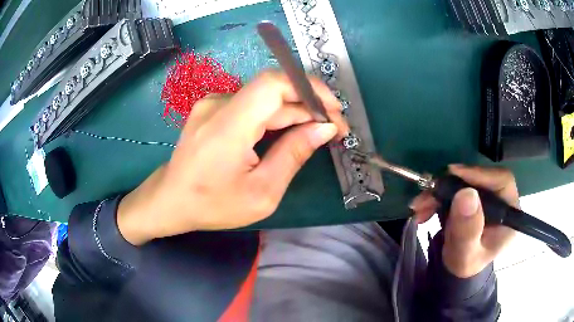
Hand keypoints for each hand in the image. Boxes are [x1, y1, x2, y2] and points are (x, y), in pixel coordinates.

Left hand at [117, 70, 348, 245]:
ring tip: (316, 132)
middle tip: (334, 129)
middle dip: (309, 106)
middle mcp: (218, 105)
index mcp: (228, 126)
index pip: (273, 84)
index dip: (309, 88)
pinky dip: (275, 115)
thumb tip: (325, 129)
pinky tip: (288, 132)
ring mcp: (212, 104)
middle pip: (273, 91)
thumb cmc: (212, 205)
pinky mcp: (212, 108)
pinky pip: (251, 105)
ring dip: (294, 111)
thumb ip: (293, 155)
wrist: (170, 200)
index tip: (334, 110)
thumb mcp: (261, 193)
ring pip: (264, 98)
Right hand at [410, 165, 518, 277]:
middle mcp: (501, 200)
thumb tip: (466, 194)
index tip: (453, 174)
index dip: (479, 174)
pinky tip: (424, 208)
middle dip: (451, 185)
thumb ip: (467, 230)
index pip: (502, 181)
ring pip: (464, 182)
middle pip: (480, 179)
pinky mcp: (473, 197)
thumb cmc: (464, 265)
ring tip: (419, 206)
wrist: (456, 269)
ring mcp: (486, 197)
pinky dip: (437, 196)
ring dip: (439, 191)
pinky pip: (455, 188)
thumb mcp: (465, 255)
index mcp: (510, 214)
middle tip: (428, 193)